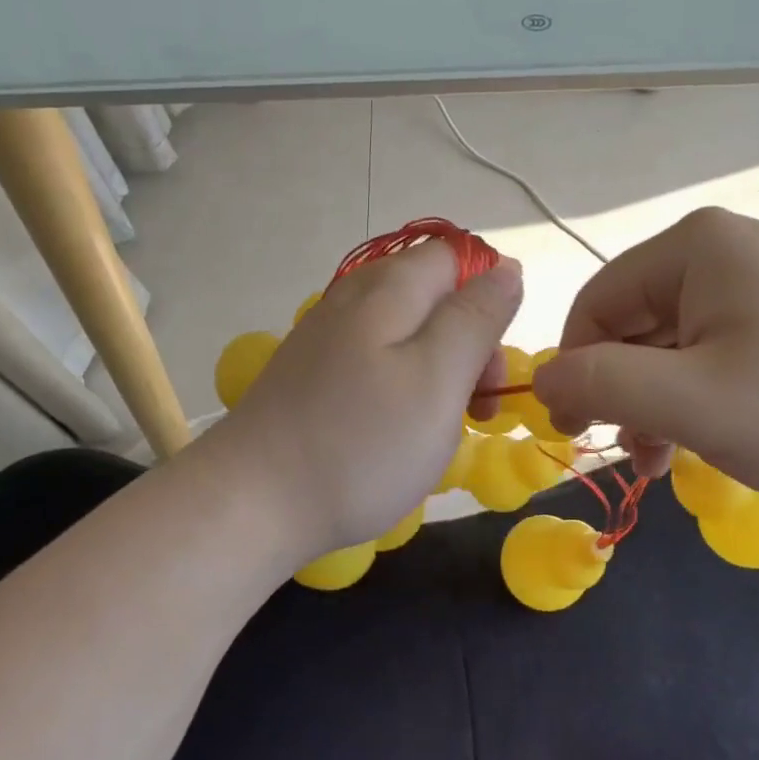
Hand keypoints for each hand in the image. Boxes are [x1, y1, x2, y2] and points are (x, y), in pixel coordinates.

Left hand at [202, 242, 521, 562]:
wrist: (252, 501)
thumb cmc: (362, 442)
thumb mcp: (439, 377)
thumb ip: (476, 317)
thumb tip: (506, 267)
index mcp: (390, 287)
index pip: (457, 258)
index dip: (488, 300)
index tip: (491, 363)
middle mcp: (355, 297)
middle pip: (434, 297)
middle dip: (468, 344)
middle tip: (476, 409)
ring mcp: (327, 334)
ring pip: (407, 333)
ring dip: (438, 372)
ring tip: (438, 428)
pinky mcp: (312, 371)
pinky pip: (376, 361)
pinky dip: (401, 387)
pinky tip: (394, 430)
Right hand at [532, 208, 758, 515]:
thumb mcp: (695, 403)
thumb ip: (602, 384)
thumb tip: (542, 384)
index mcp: (698, 246)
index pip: (595, 302)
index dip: (576, 368)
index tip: (579, 434)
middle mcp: (728, 249)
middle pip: (634, 321)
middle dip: (624, 391)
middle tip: (639, 457)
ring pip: (674, 342)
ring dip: (659, 401)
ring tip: (669, 460)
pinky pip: (717, 351)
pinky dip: (699, 396)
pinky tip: (709, 439)